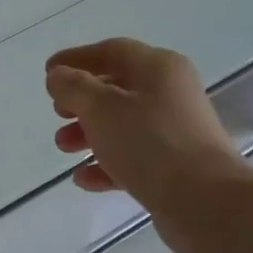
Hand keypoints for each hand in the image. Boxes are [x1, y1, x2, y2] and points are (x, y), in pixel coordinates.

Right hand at [45, 38, 247, 252]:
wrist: (204, 201)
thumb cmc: (149, 143)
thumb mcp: (101, 108)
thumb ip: (73, 87)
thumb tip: (58, 76)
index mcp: (158, 68)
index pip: (111, 51)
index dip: (76, 58)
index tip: (48, 72)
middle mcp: (170, 93)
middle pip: (116, 88)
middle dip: (81, 101)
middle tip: (57, 113)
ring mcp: (175, 131)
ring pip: (122, 125)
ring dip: (88, 133)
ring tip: (63, 147)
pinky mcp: (174, 166)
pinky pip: (133, 157)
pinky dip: (106, 164)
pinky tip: (83, 179)